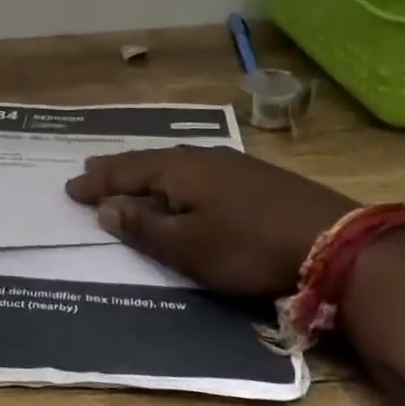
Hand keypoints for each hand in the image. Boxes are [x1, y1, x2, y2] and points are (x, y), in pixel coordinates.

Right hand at [64, 148, 356, 297]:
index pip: (125, 172)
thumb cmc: (249, 248)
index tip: (70, 189)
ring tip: (130, 174)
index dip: (97, 182)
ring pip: (174, 161)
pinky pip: (197, 168)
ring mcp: (230, 163)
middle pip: (148, 160)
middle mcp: (199, 157)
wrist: (334, 242)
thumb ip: (145, 227)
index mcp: (177, 170)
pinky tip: (184, 182)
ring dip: (147, 170)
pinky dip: (175, 174)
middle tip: (91, 170)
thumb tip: (106, 208)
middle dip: (118, 168)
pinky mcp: (254, 175)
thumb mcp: (188, 248)